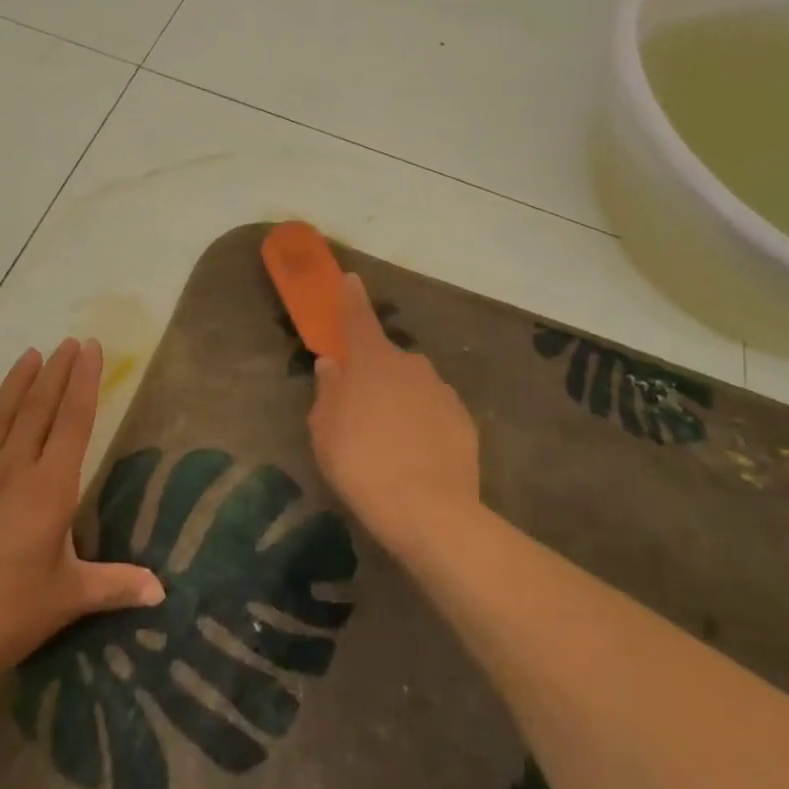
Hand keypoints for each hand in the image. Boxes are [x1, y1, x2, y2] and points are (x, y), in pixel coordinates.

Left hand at [0, 338, 163, 728]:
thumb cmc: (2, 615)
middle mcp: (11, 472)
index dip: (84, 382)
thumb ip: (115, 586)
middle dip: (56, 372)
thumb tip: (162, 591)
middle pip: (37, 410)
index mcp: (48, 489)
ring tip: (30, 355)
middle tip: (68, 342)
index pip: (73, 422)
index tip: (90, 348)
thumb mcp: (66, 600)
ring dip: (16, 384)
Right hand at [308, 274, 480, 559]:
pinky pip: (433, 411)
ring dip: (399, 400)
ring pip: (412, 385)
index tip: (350, 278)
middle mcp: (410, 364)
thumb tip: (333, 365)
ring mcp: (441, 390)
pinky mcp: (464, 419)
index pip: (358, 318)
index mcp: (372, 360)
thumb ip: (328, 391)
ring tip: (389, 442)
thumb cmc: (362, 463)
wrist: (429, 510)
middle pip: (386, 359)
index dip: (350, 298)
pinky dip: (422, 422)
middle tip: (360, 409)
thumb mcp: (324, 430)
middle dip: (374, 373)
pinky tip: (416, 455)